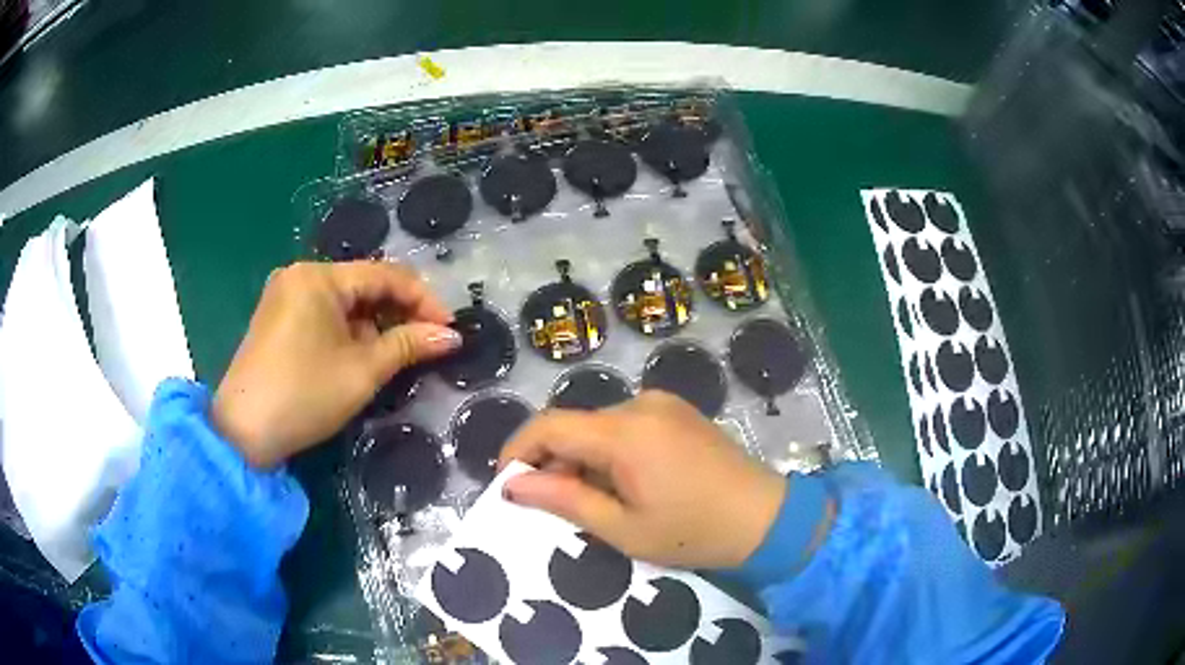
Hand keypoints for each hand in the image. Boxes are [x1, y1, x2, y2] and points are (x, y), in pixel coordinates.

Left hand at [213, 261, 459, 467]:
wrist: (243, 432)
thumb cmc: (304, 395)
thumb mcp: (362, 371)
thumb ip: (408, 345)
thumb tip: (451, 336)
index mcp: (318, 276)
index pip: (384, 275)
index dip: (423, 300)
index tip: (449, 329)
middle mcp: (299, 275)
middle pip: (362, 286)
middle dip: (397, 314)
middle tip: (426, 344)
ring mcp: (284, 296)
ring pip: (344, 303)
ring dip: (374, 326)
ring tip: (396, 356)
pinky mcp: (277, 319)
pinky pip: (323, 315)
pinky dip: (348, 333)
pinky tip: (360, 357)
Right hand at [499, 391, 787, 568]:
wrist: (765, 519)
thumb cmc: (692, 532)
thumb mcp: (622, 528)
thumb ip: (564, 499)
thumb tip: (514, 485)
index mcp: (625, 432)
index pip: (549, 425)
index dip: (518, 450)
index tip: (507, 484)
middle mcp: (641, 404)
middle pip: (575, 425)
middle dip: (553, 461)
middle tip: (550, 503)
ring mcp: (663, 404)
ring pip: (599, 426)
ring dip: (582, 458)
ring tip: (591, 500)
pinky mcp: (678, 411)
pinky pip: (626, 425)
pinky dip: (610, 450)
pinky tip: (623, 483)